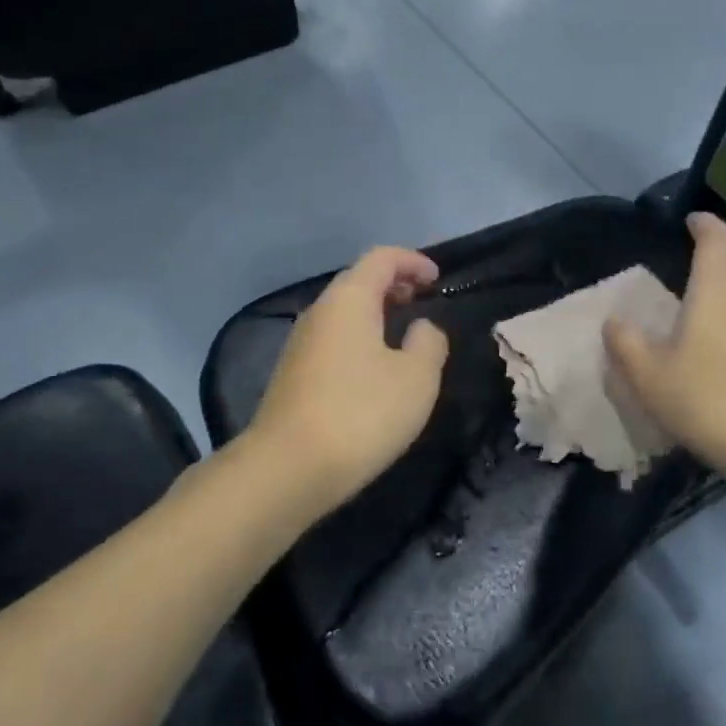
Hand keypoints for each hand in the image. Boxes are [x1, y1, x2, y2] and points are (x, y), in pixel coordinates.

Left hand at [245, 246, 450, 515]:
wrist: (288, 468)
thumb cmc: (361, 413)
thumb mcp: (417, 377)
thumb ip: (428, 342)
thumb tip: (421, 327)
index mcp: (349, 299)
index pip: (382, 258)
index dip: (412, 261)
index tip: (437, 280)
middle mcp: (319, 311)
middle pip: (358, 281)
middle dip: (393, 284)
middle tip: (422, 300)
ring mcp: (300, 342)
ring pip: (343, 311)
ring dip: (375, 312)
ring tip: (403, 334)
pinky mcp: (292, 373)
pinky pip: (333, 338)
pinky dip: (359, 337)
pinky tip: (374, 368)